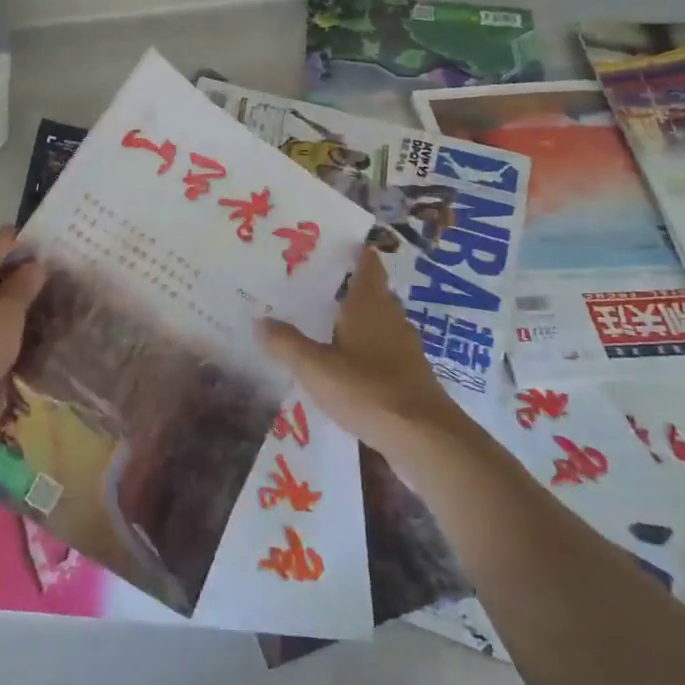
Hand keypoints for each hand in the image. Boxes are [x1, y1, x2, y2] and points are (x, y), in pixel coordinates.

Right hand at [261, 246, 462, 452]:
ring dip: (358, 319)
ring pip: (380, 322)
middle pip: (374, 293)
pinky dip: (366, 349)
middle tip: (317, 283)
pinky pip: (384, 351)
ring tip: (326, 322)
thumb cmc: (368, 390)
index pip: (367, 266)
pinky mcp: (410, 377)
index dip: (356, 252)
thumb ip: (286, 343)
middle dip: (350, 286)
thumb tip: (259, 320)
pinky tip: (347, 364)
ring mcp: (405, 349)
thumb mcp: (316, 367)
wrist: (426, 440)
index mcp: (369, 306)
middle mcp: (391, 319)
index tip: (335, 244)